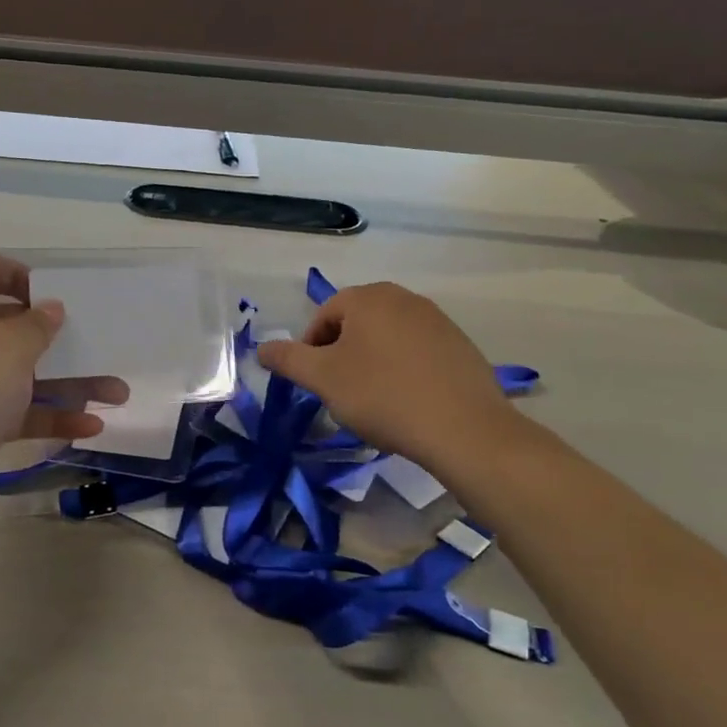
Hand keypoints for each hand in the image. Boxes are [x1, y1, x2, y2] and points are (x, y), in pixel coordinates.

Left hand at [0, 254, 126, 517]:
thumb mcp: (10, 346)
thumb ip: (37, 324)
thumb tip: (49, 308)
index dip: (18, 273)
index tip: (52, 295)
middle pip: (13, 327)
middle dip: (60, 340)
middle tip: (97, 346)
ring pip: (22, 374)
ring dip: (69, 383)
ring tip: (117, 394)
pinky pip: (16, 412)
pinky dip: (50, 416)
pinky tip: (91, 428)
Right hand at [255, 282, 520, 473]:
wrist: (464, 429)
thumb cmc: (383, 396)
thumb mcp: (323, 379)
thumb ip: (287, 359)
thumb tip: (261, 347)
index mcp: (368, 297)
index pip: (323, 317)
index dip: (310, 351)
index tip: (315, 384)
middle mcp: (403, 298)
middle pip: (355, 324)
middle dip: (341, 355)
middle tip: (340, 392)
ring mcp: (437, 320)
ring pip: (386, 338)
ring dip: (371, 363)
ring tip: (373, 400)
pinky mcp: (460, 345)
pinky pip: (417, 352)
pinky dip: (402, 370)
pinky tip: (406, 401)